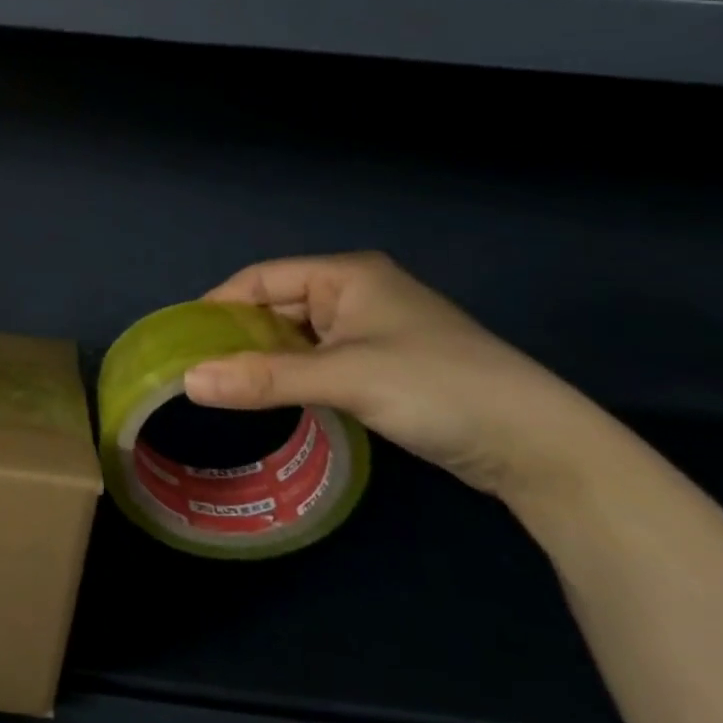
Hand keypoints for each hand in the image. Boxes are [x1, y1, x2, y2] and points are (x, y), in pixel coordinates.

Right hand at [184, 253, 611, 502]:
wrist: (540, 446)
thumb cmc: (438, 387)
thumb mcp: (344, 378)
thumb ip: (263, 378)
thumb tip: (187, 381)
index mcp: (347, 275)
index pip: (262, 278)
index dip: (219, 303)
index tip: (182, 336)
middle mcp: (355, 293)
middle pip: (276, 305)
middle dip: (238, 334)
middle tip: (195, 365)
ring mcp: (370, 330)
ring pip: (296, 336)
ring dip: (263, 357)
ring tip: (222, 382)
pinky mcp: (382, 365)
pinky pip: (317, 360)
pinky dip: (290, 374)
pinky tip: (269, 395)